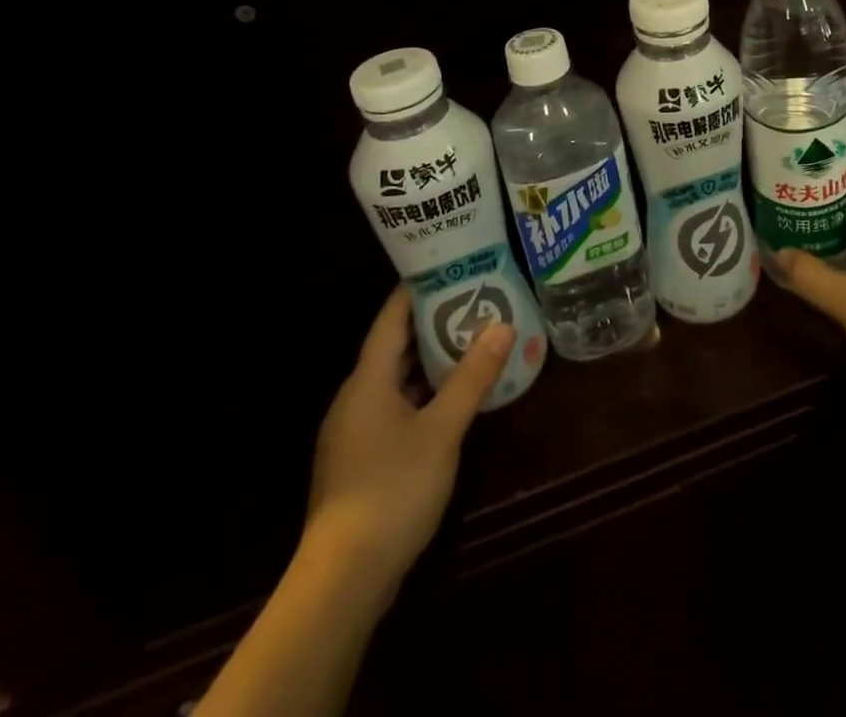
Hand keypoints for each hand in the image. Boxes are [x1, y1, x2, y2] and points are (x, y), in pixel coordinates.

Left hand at [304, 284, 513, 586]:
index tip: (449, 267)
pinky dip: (422, 394)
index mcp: (367, 380)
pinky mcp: (360, 461)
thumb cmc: (392, 488)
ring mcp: (354, 432)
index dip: (417, 290)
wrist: (343, 579)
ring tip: (470, 343)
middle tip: (473, 301)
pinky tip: (451, 400)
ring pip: (395, 380)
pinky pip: (394, 408)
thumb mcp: (442, 429)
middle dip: (431, 324)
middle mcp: (355, 398)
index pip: (391, 318)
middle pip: (393, 347)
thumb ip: (472, 377)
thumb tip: (502, 325)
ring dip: (429, 362)